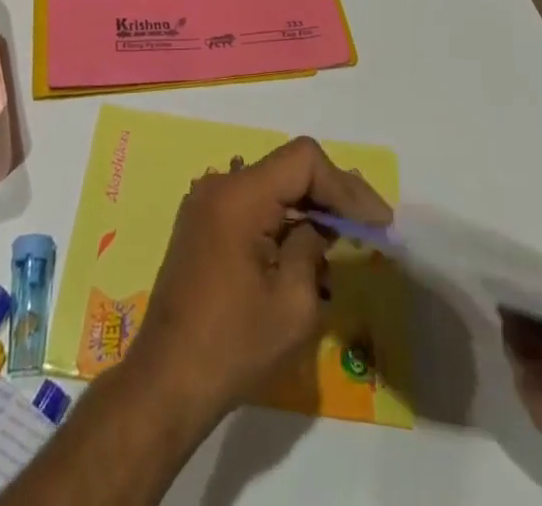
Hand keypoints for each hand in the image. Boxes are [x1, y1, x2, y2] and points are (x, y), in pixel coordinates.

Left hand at [121, 136, 392, 434]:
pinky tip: (306, 251)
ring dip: (308, 210)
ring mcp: (206, 204)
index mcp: (239, 195)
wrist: (165, 382)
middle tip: (371, 226)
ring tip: (345, 240)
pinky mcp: (202, 226)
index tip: (376, 221)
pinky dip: (282, 222)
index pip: (303, 160)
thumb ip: (313, 247)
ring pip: (271, 188)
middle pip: (287, 170)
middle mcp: (220, 186)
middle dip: (332, 195)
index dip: (344, 185)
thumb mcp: (293, 304)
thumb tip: (320, 225)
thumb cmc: (233, 346)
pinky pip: (252, 207)